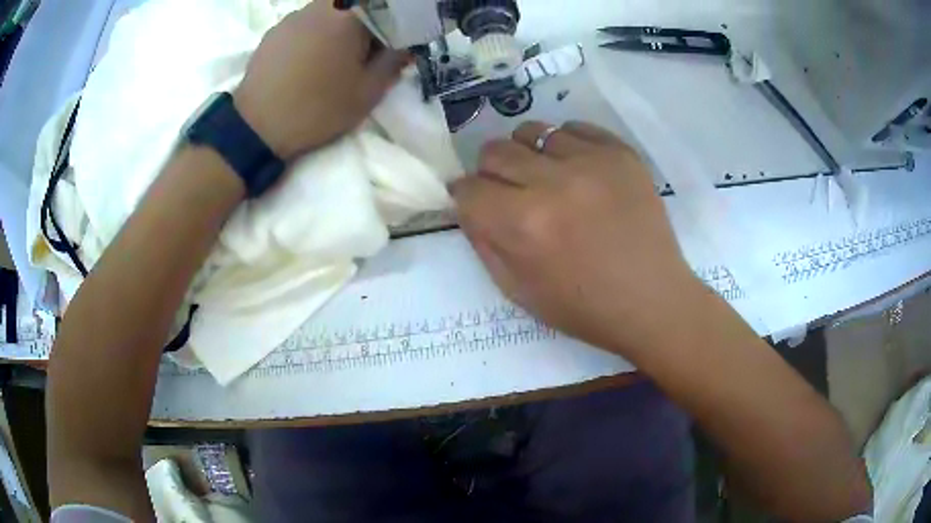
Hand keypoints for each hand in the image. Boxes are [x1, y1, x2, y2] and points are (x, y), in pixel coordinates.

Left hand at [233, 1, 408, 159]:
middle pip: (353, 7)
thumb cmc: (318, 108)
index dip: (391, 28)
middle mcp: (321, 7)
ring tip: (330, 59)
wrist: (258, 126)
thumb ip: (393, 62)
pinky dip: (312, 35)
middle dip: (363, 26)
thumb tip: (406, 47)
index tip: (389, 48)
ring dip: (336, 29)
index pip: (384, 10)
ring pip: (327, 13)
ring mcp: (293, 17)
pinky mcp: (273, 31)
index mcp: (350, 16)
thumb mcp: (367, 92)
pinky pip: (303, 24)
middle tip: (361, 54)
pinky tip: (305, 61)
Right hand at [453, 121, 704, 357]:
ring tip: (544, 176)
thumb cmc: (584, 307)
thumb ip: (484, 243)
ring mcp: (590, 162)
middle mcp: (553, 183)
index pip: (468, 189)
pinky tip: (576, 170)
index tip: (476, 203)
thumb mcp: (518, 291)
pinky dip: (565, 145)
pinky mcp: (620, 153)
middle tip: (508, 190)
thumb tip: (468, 205)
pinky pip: (574, 128)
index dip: (466, 197)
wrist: (652, 300)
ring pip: (532, 132)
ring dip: (527, 154)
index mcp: (523, 225)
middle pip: (495, 151)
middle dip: (490, 172)